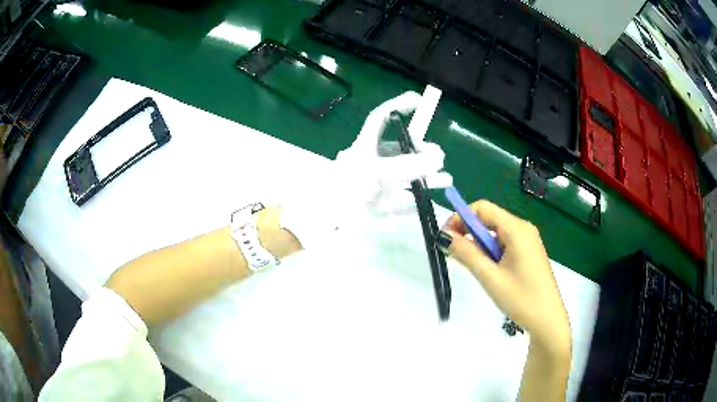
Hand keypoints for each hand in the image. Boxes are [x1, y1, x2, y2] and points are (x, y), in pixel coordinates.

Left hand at [281, 90, 451, 248]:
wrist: (324, 226)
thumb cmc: (344, 193)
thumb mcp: (374, 173)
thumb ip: (406, 167)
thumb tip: (437, 158)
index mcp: (365, 147)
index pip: (381, 119)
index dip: (398, 106)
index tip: (419, 101)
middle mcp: (373, 162)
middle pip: (401, 150)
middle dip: (422, 151)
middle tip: (439, 158)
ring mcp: (378, 185)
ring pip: (406, 176)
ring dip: (427, 178)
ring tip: (446, 180)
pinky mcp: (380, 206)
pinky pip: (402, 202)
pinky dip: (415, 203)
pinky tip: (427, 205)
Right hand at [442, 200, 570, 355]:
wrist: (548, 320)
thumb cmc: (521, 298)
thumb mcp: (490, 277)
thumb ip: (467, 254)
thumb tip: (444, 236)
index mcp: (517, 229)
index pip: (483, 208)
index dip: (460, 217)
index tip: (445, 237)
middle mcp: (523, 228)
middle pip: (489, 218)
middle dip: (468, 232)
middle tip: (453, 254)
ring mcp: (528, 240)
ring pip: (496, 232)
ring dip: (479, 244)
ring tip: (472, 266)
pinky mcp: (529, 252)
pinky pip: (505, 242)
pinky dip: (491, 251)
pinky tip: (488, 269)